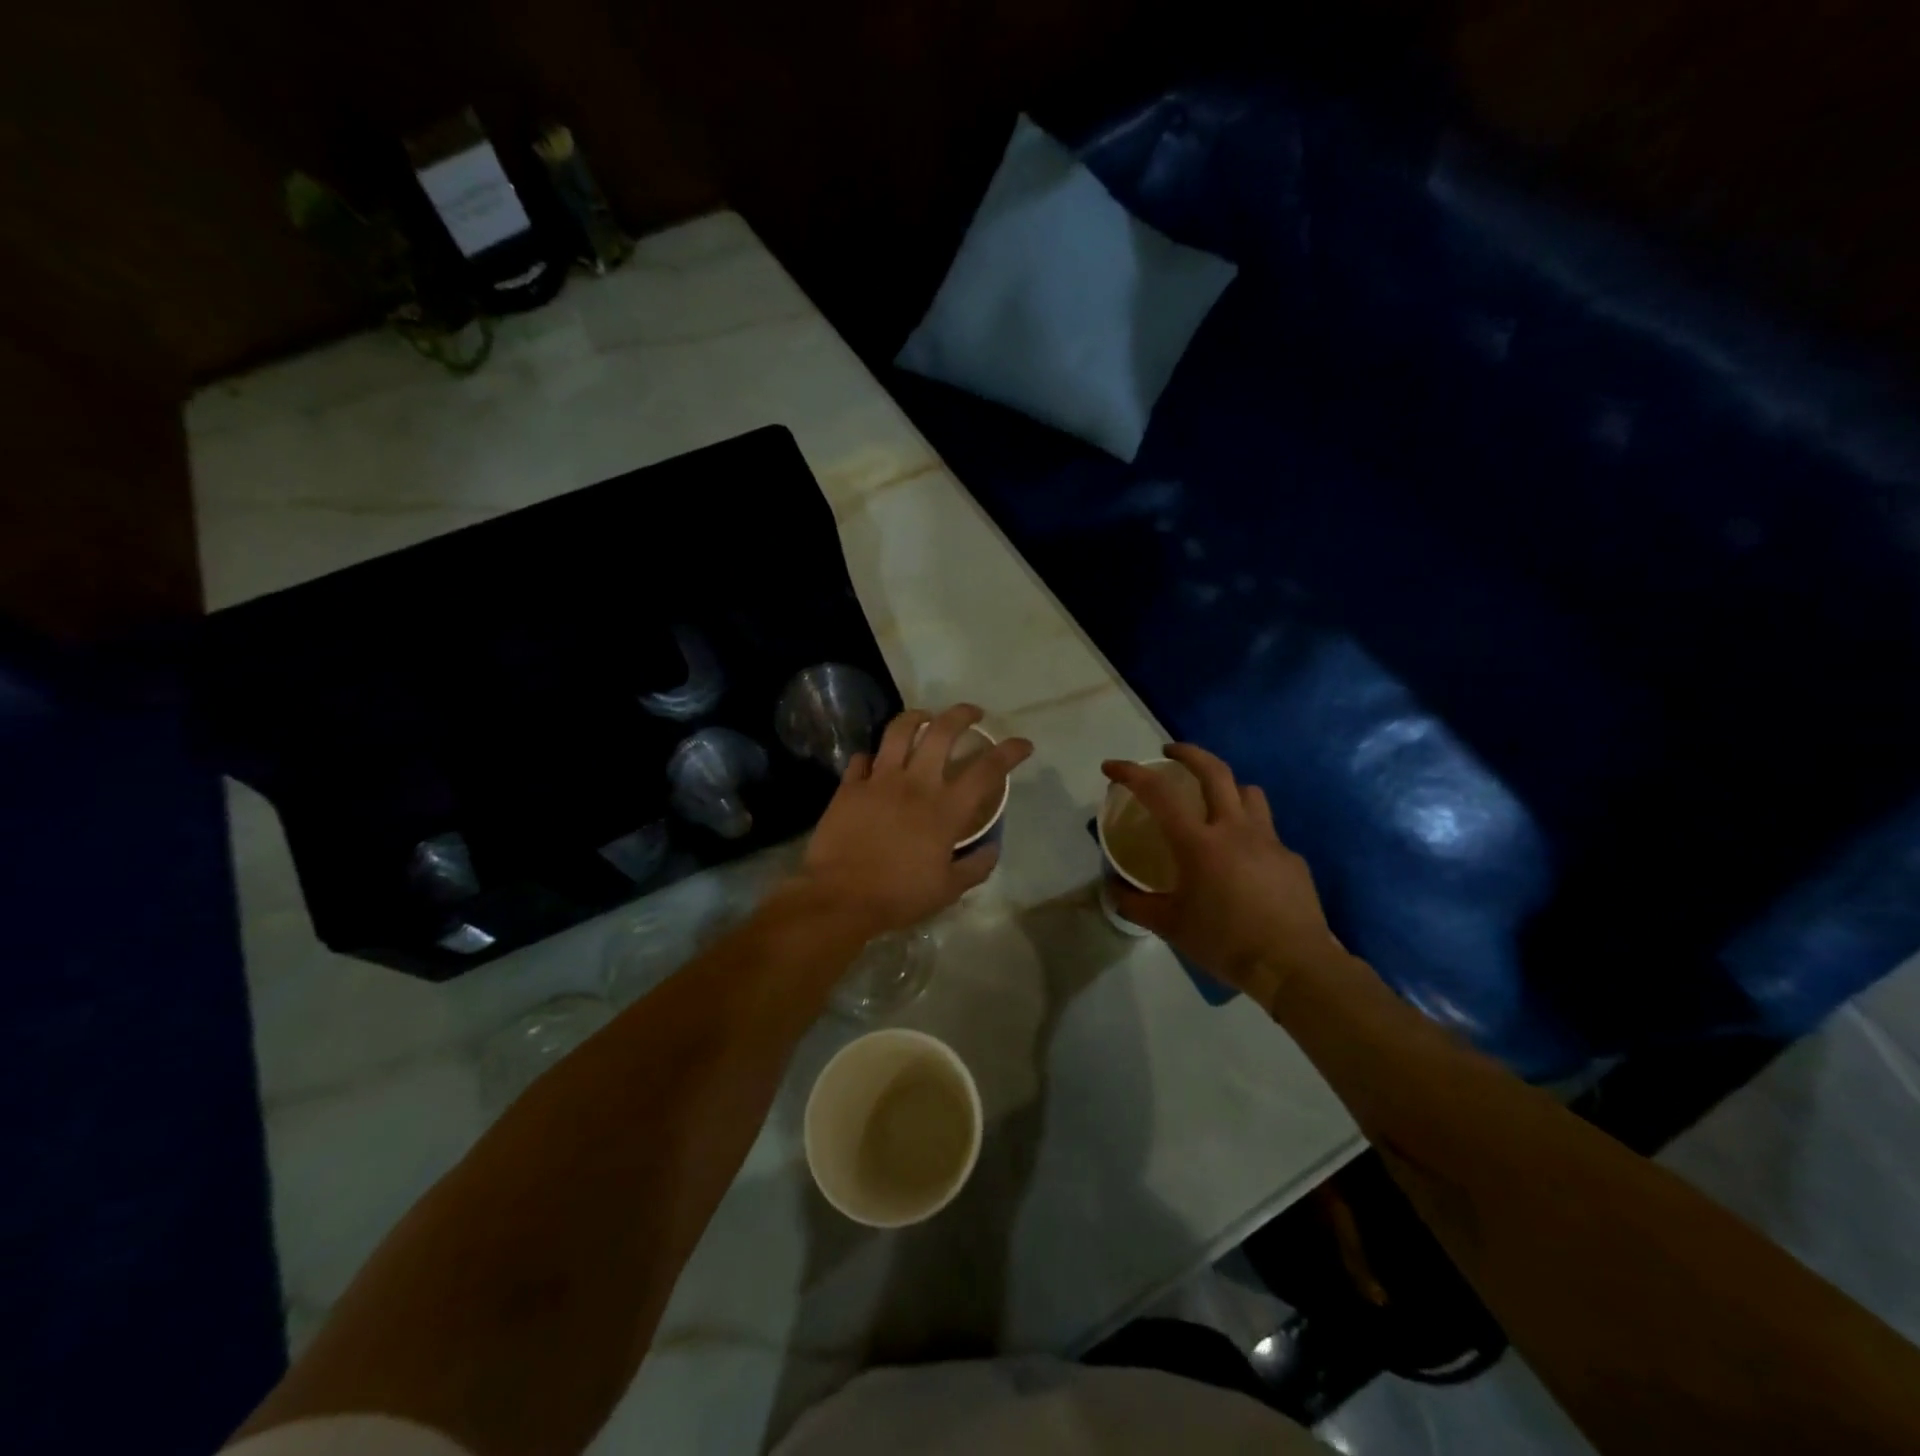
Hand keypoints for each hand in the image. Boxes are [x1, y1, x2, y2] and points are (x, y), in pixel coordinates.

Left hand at [799, 704, 1032, 935]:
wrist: (840, 897)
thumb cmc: (898, 895)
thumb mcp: (948, 890)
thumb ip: (976, 867)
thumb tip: (992, 847)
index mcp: (945, 809)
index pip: (987, 770)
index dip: (1009, 751)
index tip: (1023, 744)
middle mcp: (915, 784)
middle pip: (942, 732)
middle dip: (962, 714)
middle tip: (973, 714)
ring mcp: (879, 781)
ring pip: (899, 731)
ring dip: (916, 717)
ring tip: (924, 717)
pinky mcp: (850, 787)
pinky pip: (862, 759)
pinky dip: (872, 757)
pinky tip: (876, 762)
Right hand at [1103, 744, 1349, 1006]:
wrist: (1295, 966)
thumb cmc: (1225, 942)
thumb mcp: (1170, 926)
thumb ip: (1136, 903)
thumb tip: (1114, 889)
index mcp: (1199, 843)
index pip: (1159, 794)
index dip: (1131, 773)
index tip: (1111, 767)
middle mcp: (1234, 829)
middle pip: (1215, 771)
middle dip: (1188, 753)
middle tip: (1170, 752)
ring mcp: (1268, 841)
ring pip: (1249, 793)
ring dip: (1227, 787)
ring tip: (1214, 803)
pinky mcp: (1292, 859)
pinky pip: (1267, 833)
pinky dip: (1249, 835)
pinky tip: (1244, 863)